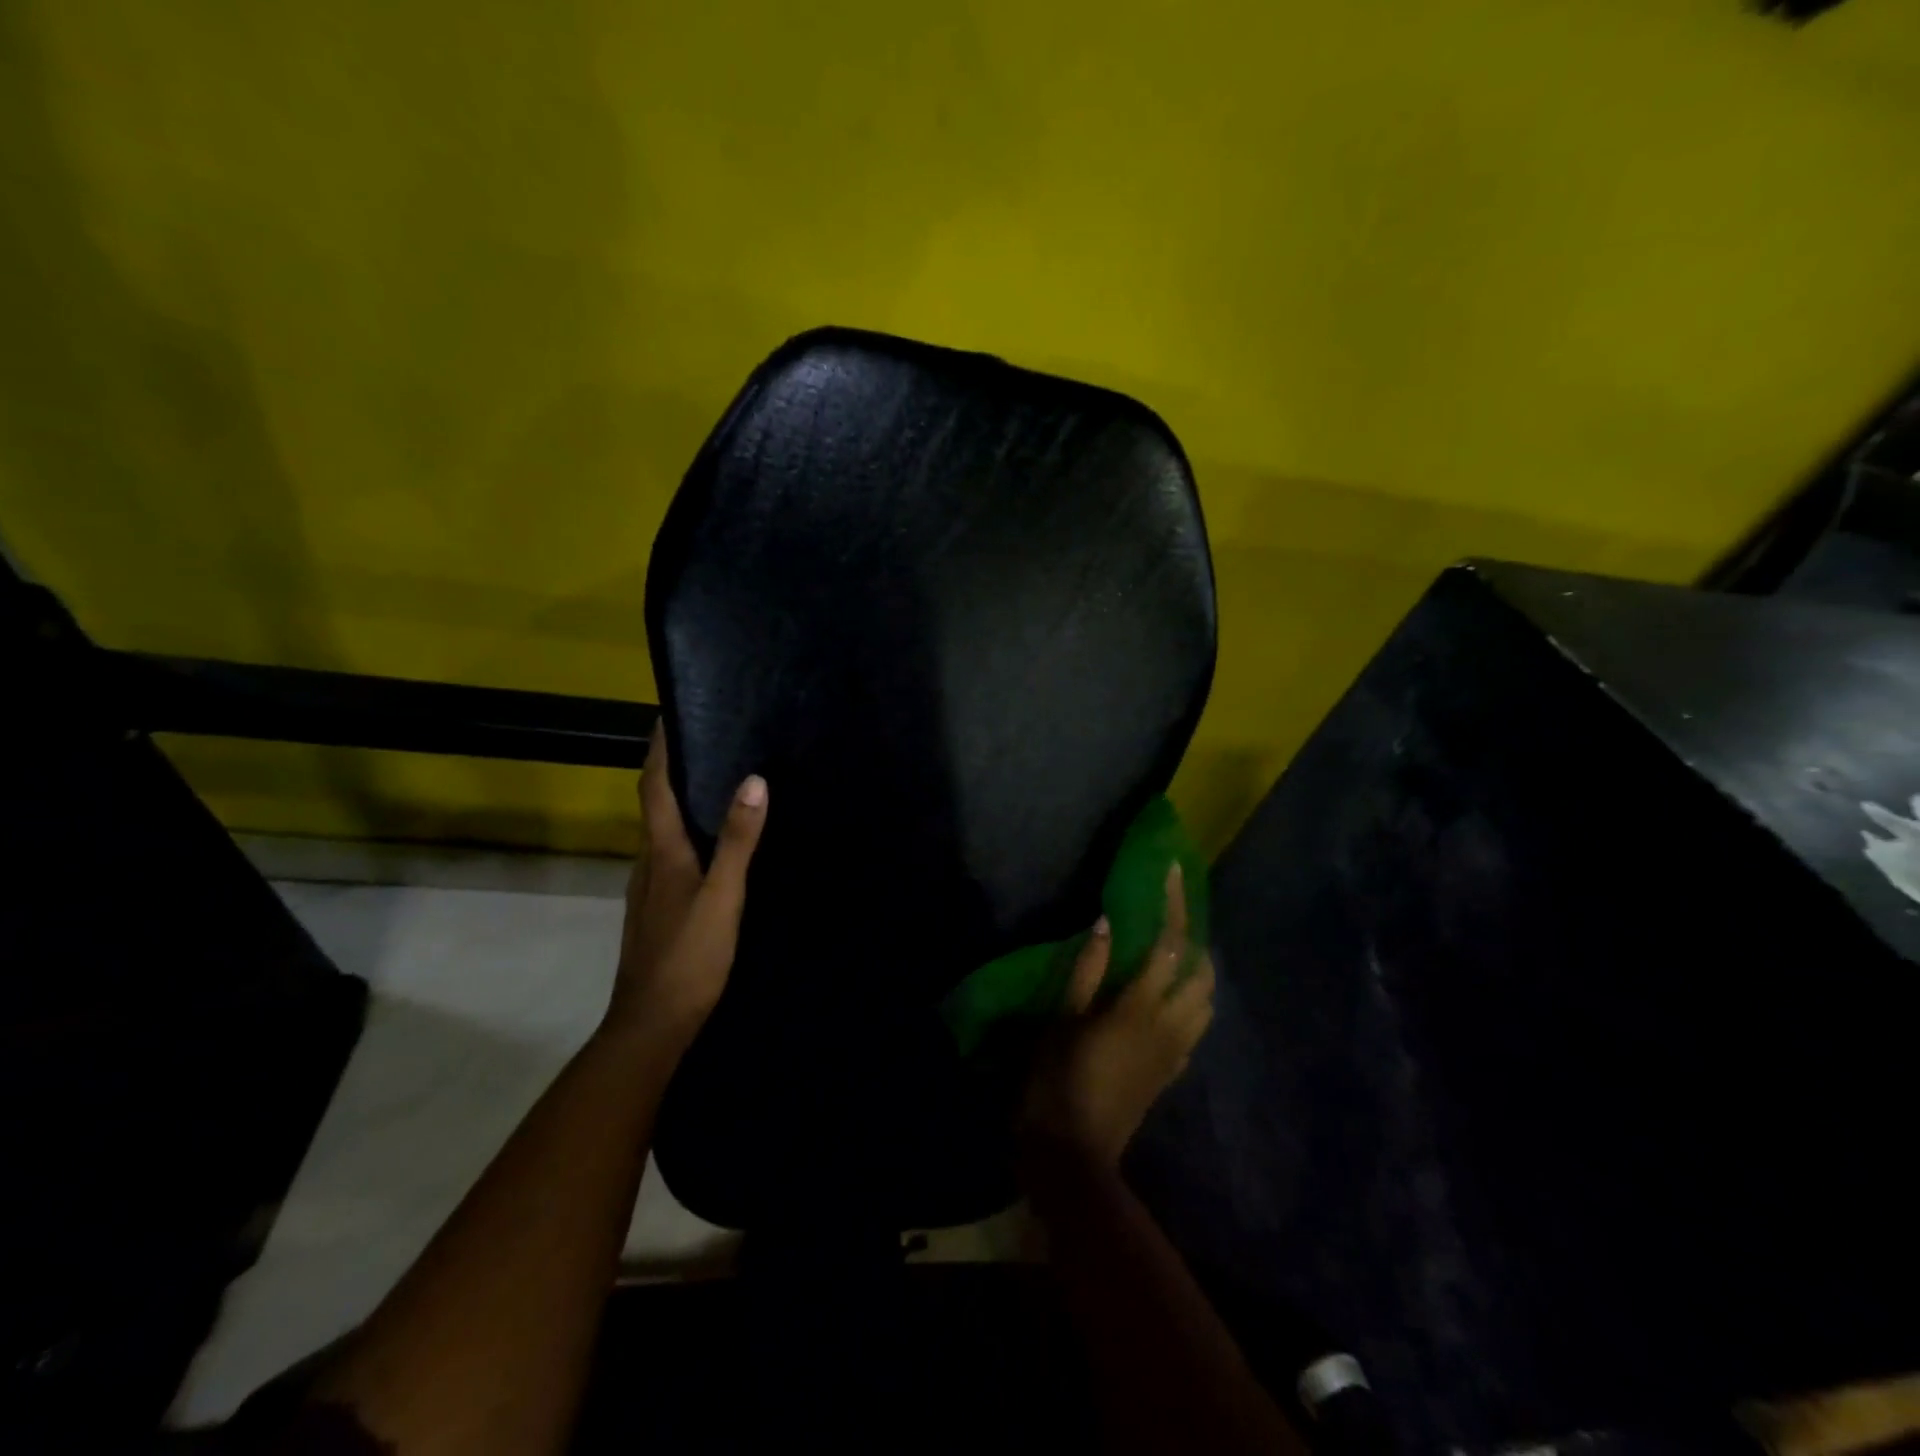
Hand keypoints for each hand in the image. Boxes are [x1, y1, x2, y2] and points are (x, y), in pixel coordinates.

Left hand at [606, 725, 768, 1047]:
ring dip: (680, 803)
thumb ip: (739, 841)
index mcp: (662, 853)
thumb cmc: (689, 957)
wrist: (652, 1025)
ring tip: (717, 785)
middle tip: (710, 742)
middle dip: (673, 770)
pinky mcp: (657, 910)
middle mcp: (648, 863)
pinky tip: (712, 847)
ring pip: (663, 833)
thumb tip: (754, 781)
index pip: (653, 787)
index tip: (670, 716)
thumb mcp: (723, 897)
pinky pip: (671, 856)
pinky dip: (687, 835)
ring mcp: (649, 889)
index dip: (659, 750)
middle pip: (655, 805)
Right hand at [1020, 864, 1215, 1168]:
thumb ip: (1086, 970)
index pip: (1171, 944)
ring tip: (1170, 952)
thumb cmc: (1056, 1081)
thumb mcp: (1061, 1020)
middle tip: (1172, 915)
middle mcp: (1170, 1025)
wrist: (1073, 1155)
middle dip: (1196, 936)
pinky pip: (1195, 1026)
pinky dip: (1189, 1000)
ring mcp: (1175, 1051)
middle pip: (1203, 972)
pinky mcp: (1171, 1071)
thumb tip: (1106, 923)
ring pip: (1206, 1001)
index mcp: (1141, 1008)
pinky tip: (1164, 997)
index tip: (1171, 872)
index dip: (1174, 904)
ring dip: (1197, 970)